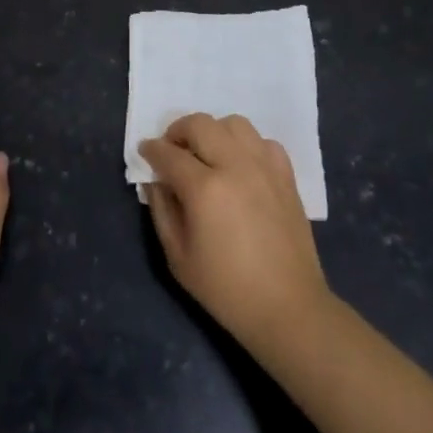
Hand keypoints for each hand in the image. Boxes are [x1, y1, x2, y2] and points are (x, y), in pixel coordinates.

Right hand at [138, 113, 331, 355]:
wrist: (288, 308)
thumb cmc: (226, 289)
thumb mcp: (178, 257)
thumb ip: (162, 210)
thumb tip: (154, 180)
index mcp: (205, 189)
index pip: (169, 153)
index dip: (152, 149)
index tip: (145, 151)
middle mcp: (235, 166)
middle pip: (201, 124)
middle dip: (178, 130)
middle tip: (172, 150)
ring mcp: (264, 167)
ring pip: (234, 123)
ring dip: (214, 131)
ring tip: (208, 153)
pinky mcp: (286, 176)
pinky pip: (263, 141)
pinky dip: (247, 145)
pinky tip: (241, 166)